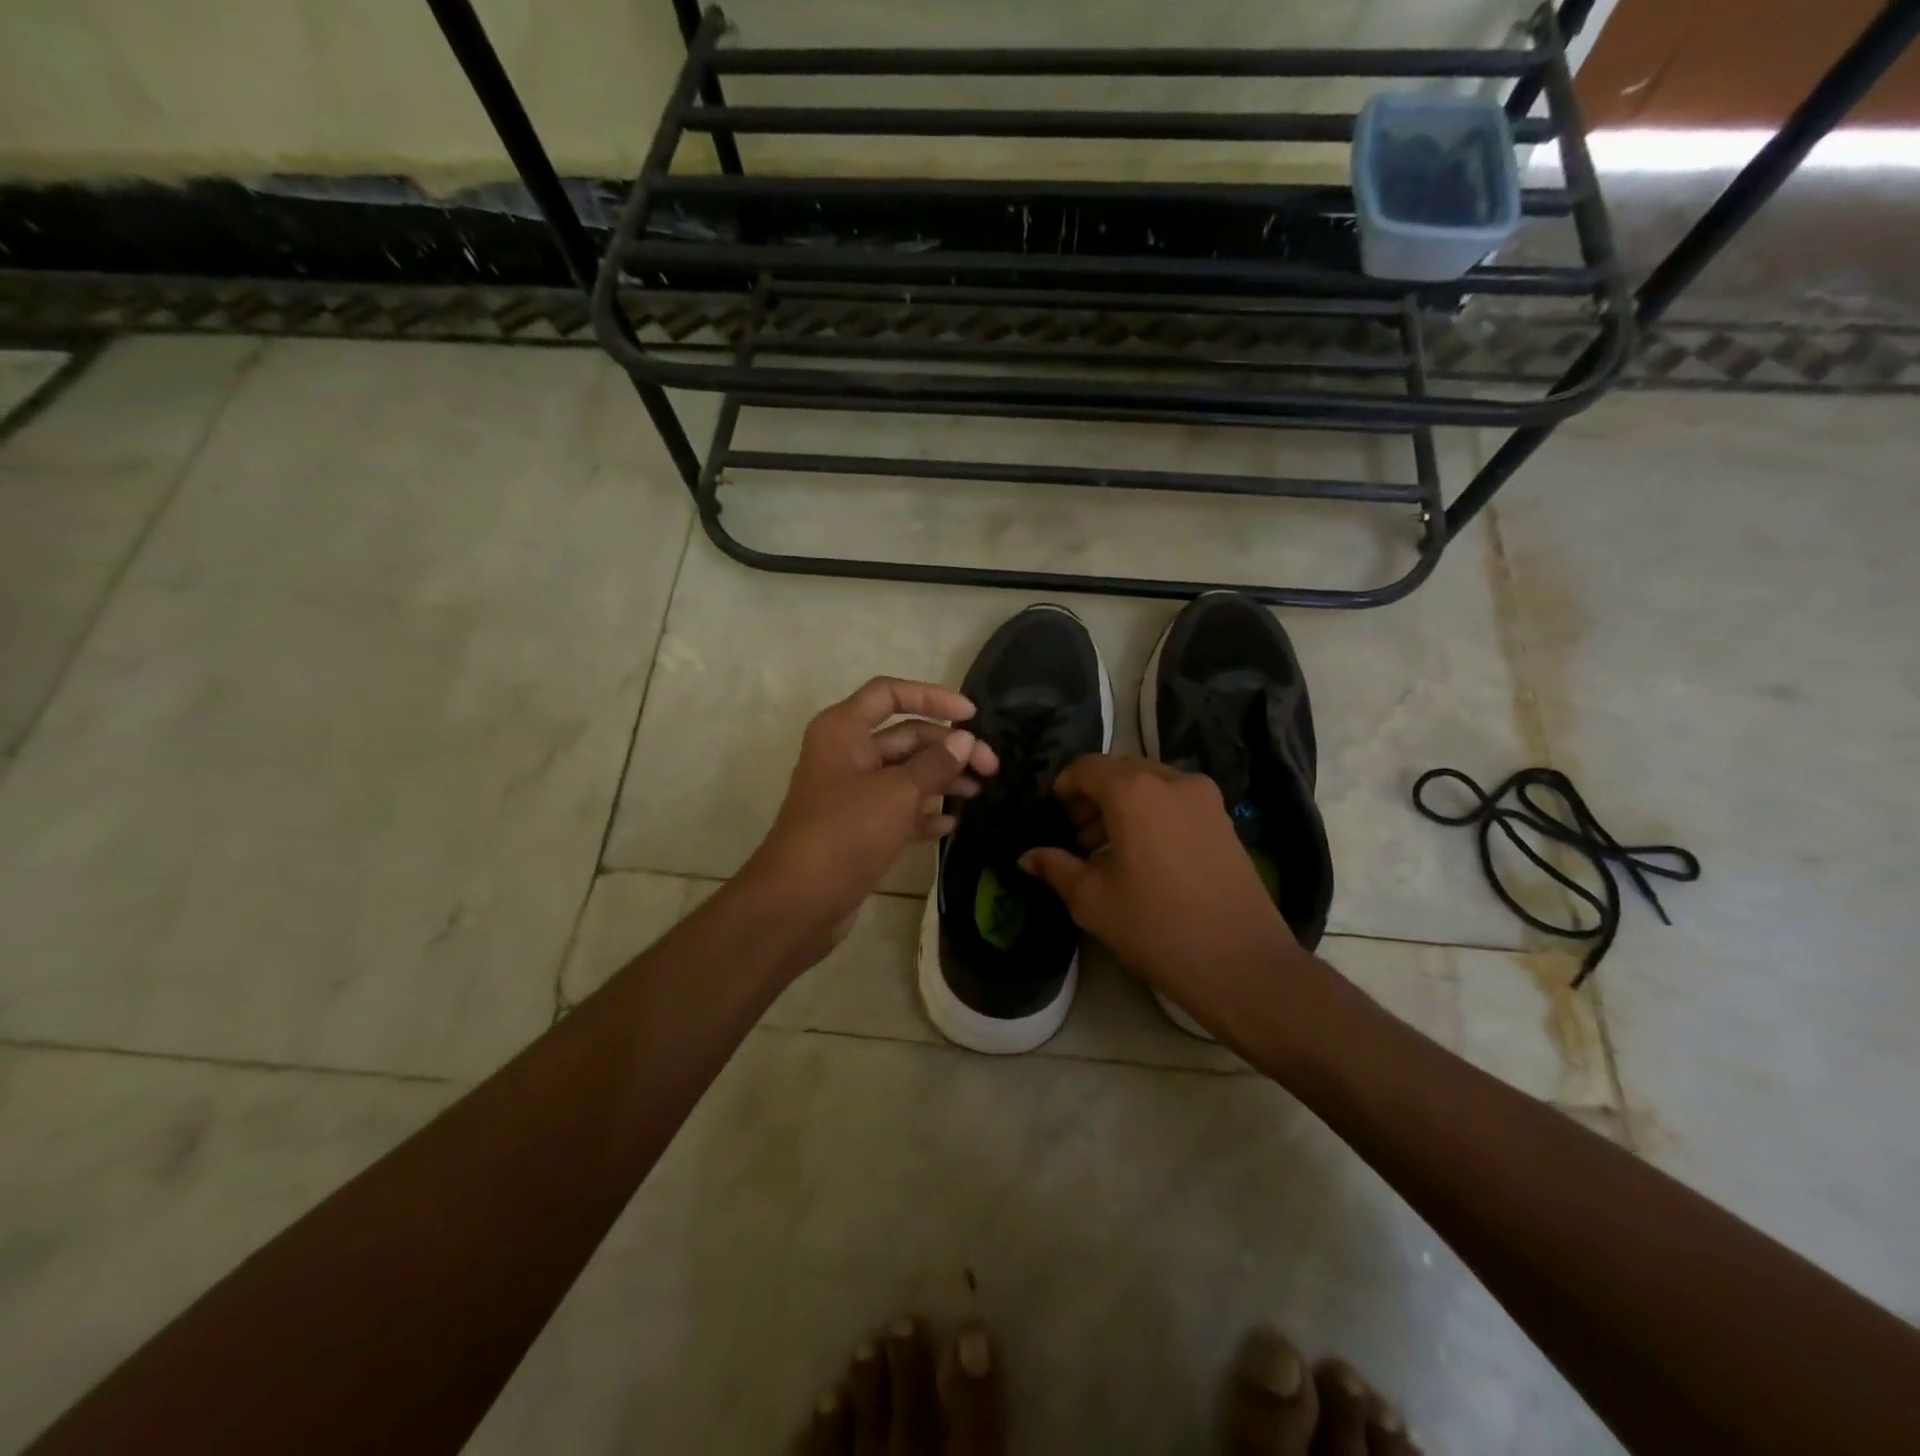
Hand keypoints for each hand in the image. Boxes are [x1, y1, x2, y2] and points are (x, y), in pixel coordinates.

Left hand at [743, 677, 1000, 961]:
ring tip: (978, 793)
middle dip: (948, 747)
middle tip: (991, 767)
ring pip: (904, 773)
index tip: (972, 716)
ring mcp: (851, 792)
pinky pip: (897, 808)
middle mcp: (846, 753)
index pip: (890, 693)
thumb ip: (935, 764)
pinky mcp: (858, 827)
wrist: (799, 902)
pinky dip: (923, 813)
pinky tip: (952, 824)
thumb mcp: (897, 793)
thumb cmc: (846, 833)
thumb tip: (965, 740)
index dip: (933, 697)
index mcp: (844, 729)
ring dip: (941, 779)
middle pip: (905, 735)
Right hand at [1020, 755, 1304, 1032]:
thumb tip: (1027, 856)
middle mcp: (1172, 780)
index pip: (1087, 767)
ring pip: (1149, 785)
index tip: (1053, 816)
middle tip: (1076, 837)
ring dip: (1121, 806)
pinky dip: (1150, 813)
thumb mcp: (1093, 901)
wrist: (1243, 964)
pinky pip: (1174, 800)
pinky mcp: (1224, 818)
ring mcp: (1204, 797)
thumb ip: (1056, 868)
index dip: (1064, 786)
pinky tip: (1142, 856)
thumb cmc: (1157, 928)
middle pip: (1120, 771)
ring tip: (1106, 851)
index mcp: (1134, 791)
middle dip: (1092, 797)